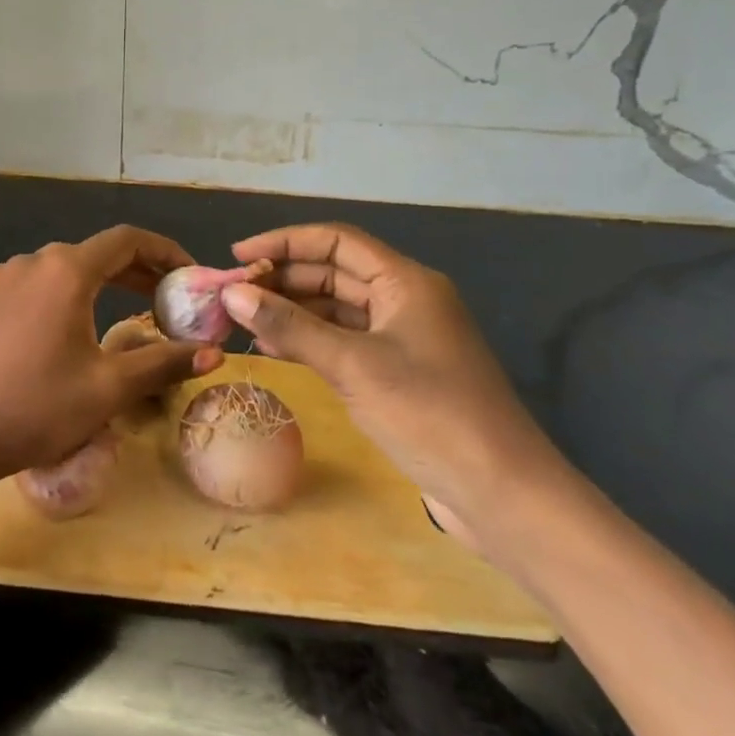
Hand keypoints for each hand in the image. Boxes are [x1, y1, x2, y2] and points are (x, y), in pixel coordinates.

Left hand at [0, 226, 222, 484]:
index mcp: (66, 270)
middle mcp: (32, 262)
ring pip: (65, 270)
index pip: (127, 240)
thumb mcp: (108, 387)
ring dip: (102, 284)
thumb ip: (163, 363)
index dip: (165, 252)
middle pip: (96, 253)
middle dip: (138, 272)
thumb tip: (215, 354)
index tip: (190, 276)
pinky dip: (68, 296)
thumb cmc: (35, 406)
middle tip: (170, 301)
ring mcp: (2, 279)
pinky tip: (75, 328)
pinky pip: (38, 286)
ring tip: (130, 313)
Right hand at [221, 223, 569, 543]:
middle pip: (333, 272)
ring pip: (335, 309)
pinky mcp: (397, 372)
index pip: (336, 241)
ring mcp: (401, 338)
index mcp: (405, 282)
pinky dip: (308, 341)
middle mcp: (404, 300)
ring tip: (242, 321)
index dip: (284, 242)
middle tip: (231, 294)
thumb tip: (232, 294)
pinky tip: (272, 351)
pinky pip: (342, 341)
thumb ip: (289, 327)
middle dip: (282, 279)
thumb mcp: (352, 366)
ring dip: (291, 311)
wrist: (502, 494)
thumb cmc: (430, 414)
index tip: (237, 255)